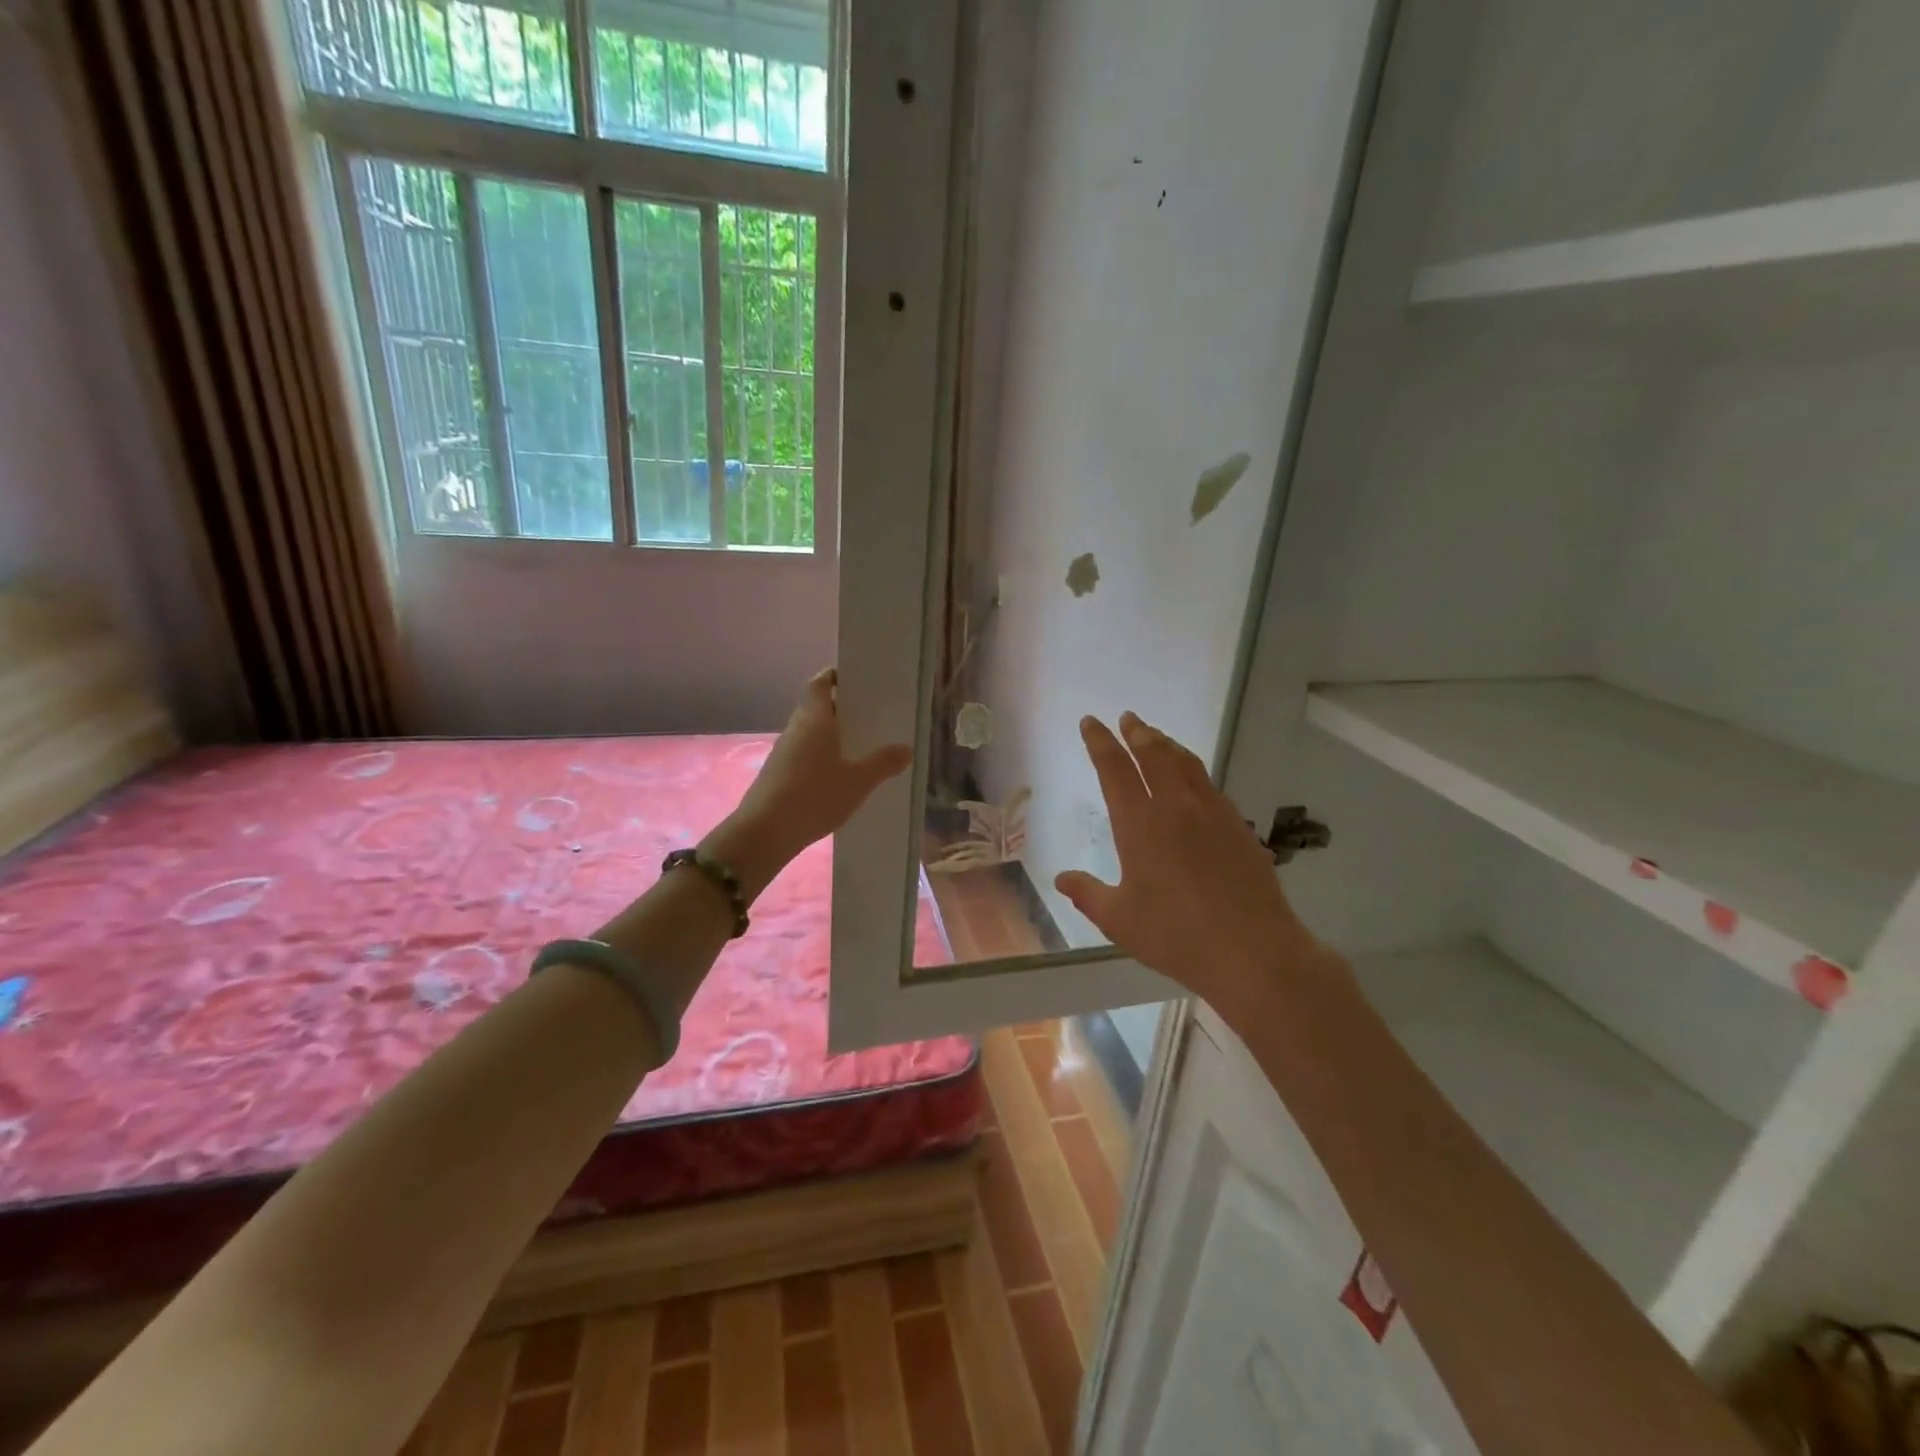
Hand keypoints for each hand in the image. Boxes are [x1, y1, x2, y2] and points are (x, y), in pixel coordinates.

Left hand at [705, 668, 911, 894]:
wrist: (765, 833)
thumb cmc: (814, 796)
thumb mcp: (858, 782)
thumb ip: (883, 764)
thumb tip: (906, 748)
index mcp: (814, 719)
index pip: (820, 683)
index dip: (835, 677)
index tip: (856, 681)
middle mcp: (795, 729)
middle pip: (816, 707)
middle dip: (840, 709)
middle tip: (869, 716)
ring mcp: (783, 752)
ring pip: (810, 733)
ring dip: (830, 735)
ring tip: (859, 747)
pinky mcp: (777, 774)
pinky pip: (804, 755)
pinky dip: (820, 757)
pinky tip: (838, 775)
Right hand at [1055, 713, 1337, 1021]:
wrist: (1252, 951)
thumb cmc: (1175, 935)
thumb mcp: (1119, 919)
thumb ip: (1087, 894)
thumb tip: (1060, 878)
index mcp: (1139, 824)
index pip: (1114, 769)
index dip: (1100, 742)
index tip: (1091, 722)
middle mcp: (1175, 807)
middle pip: (1154, 754)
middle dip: (1137, 732)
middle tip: (1128, 718)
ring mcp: (1212, 814)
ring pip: (1186, 763)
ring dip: (1167, 744)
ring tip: (1156, 737)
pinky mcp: (1238, 827)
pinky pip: (1210, 785)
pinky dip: (1193, 770)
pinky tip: (1193, 780)